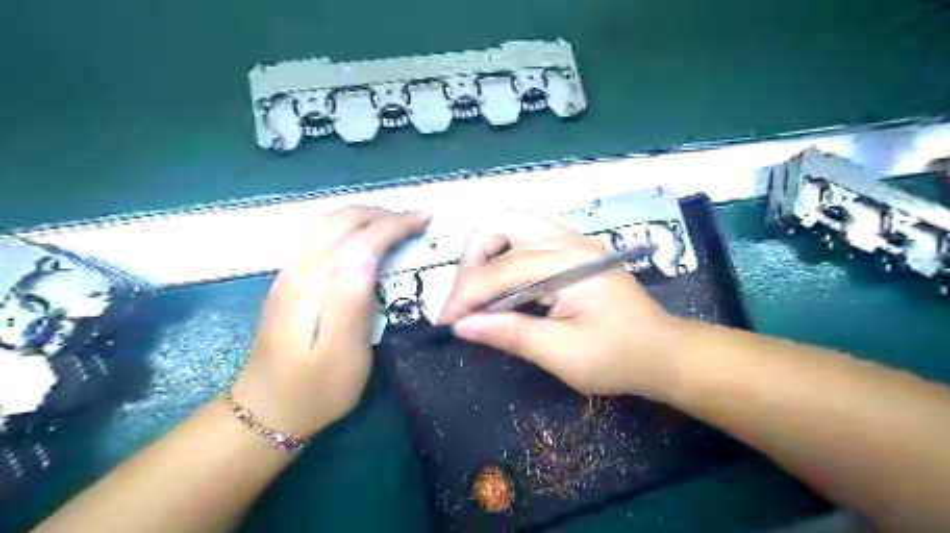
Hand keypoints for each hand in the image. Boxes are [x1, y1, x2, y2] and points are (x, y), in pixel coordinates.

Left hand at [233, 208, 430, 436]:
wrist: (266, 410)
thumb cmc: (317, 387)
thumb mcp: (345, 354)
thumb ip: (352, 301)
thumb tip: (367, 254)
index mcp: (317, 284)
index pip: (361, 237)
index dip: (395, 224)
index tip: (424, 221)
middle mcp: (299, 267)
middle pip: (342, 220)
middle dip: (383, 214)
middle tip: (415, 221)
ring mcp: (289, 271)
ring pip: (327, 222)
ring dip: (364, 215)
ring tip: (393, 224)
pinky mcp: (287, 279)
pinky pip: (317, 233)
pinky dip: (346, 224)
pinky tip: (359, 237)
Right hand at [438, 210, 682, 397]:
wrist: (662, 354)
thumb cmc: (617, 357)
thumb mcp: (561, 353)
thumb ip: (510, 333)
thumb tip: (463, 326)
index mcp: (571, 263)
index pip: (504, 269)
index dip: (468, 293)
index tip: (446, 319)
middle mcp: (571, 241)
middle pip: (506, 223)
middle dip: (474, 256)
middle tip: (465, 294)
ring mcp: (574, 242)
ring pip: (516, 224)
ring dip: (488, 250)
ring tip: (478, 286)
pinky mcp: (574, 251)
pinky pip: (528, 237)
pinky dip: (505, 253)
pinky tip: (501, 281)